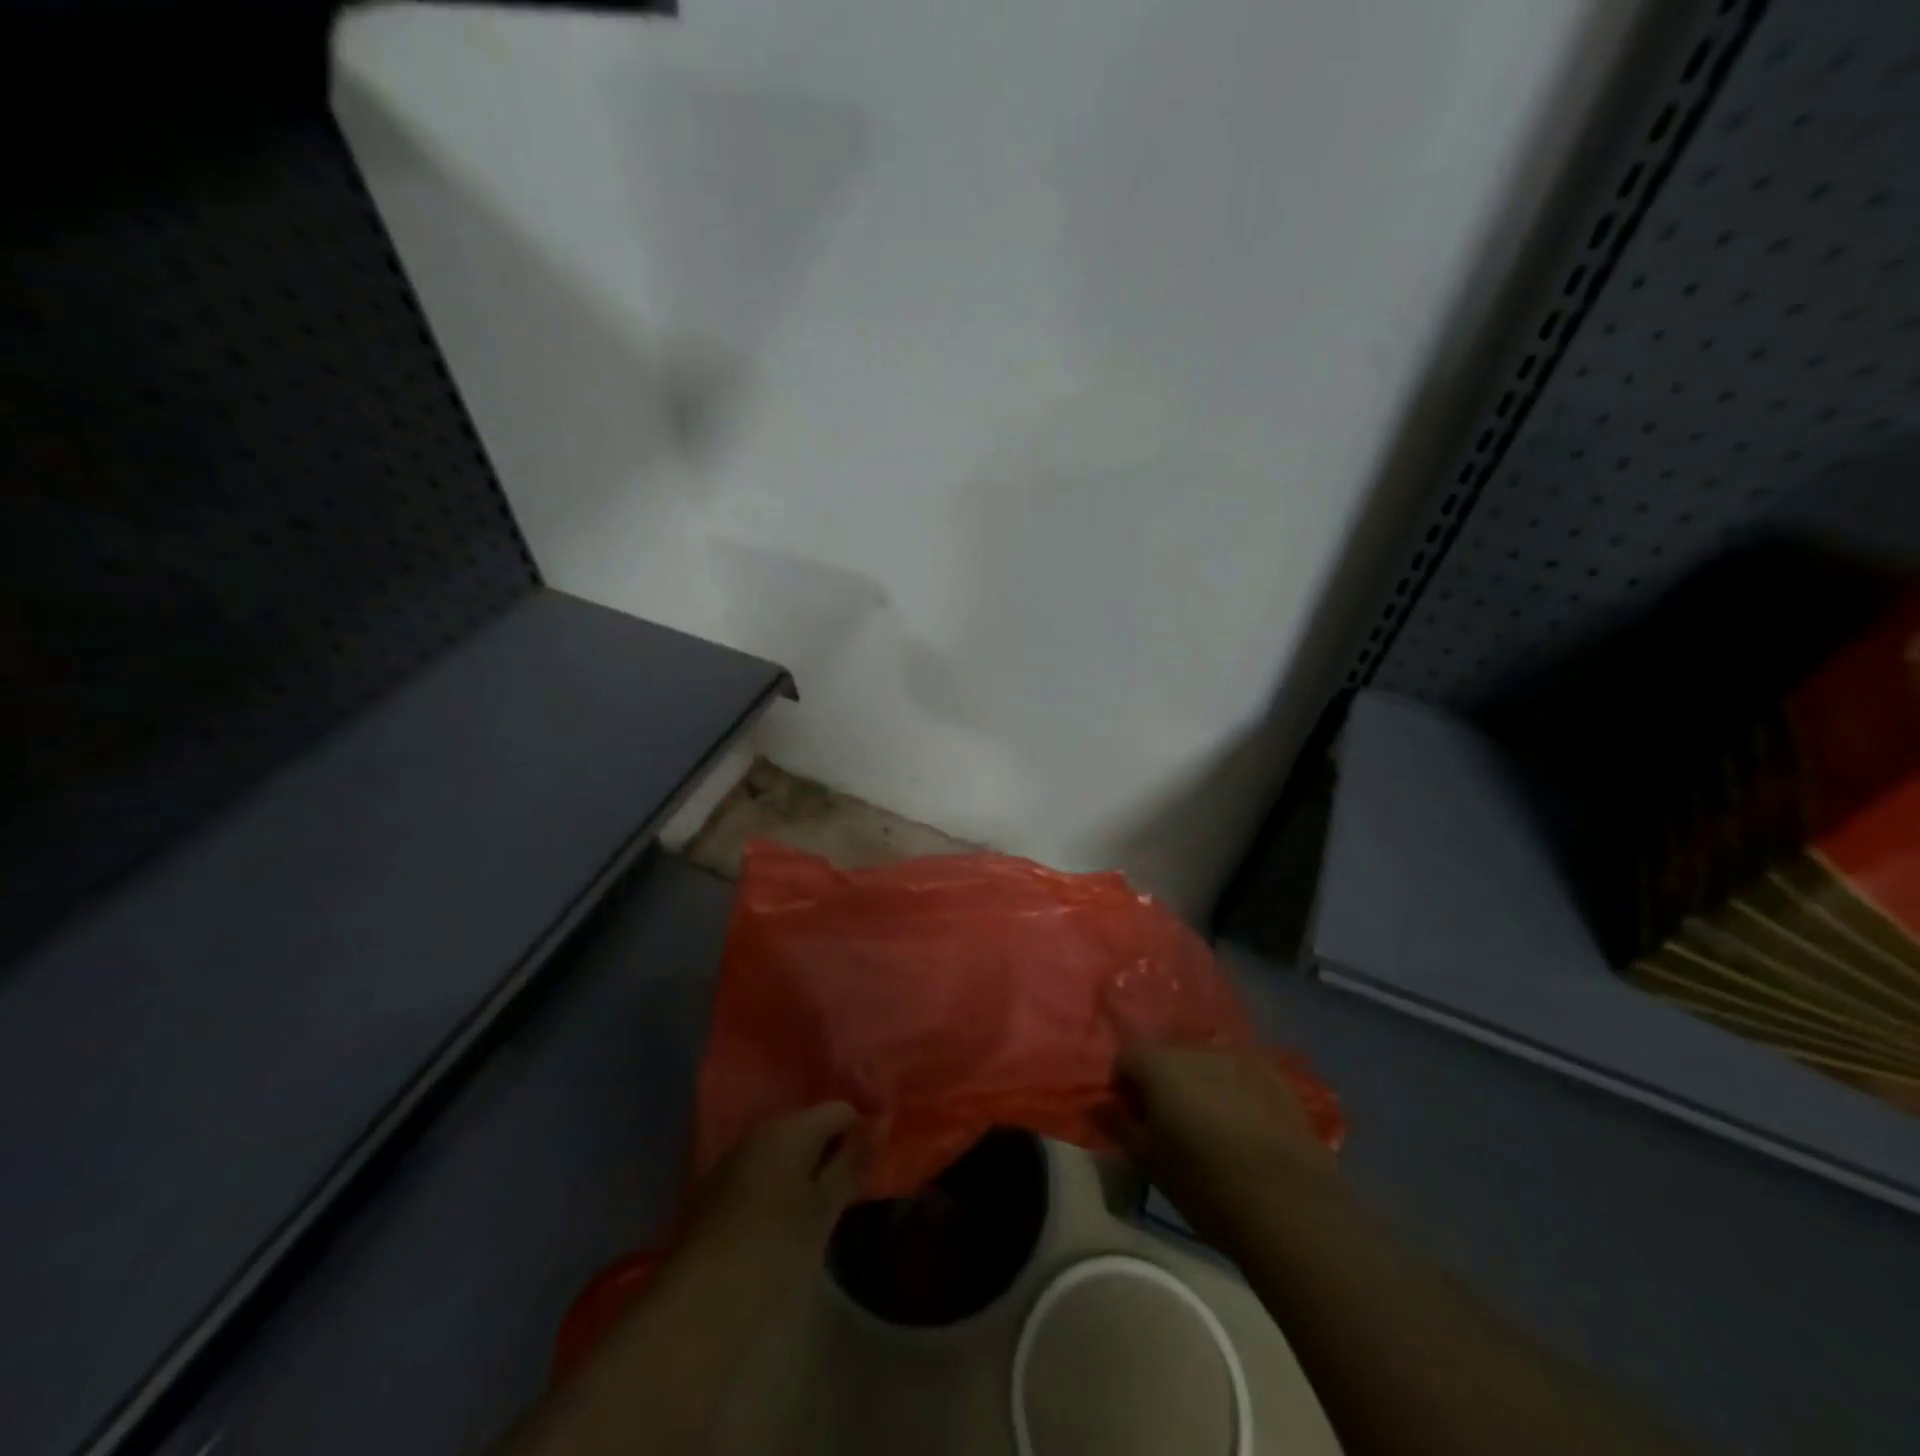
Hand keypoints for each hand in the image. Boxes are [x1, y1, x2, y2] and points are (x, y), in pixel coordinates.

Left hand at [678, 1103, 866, 1286]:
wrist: (700, 1301)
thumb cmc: (774, 1247)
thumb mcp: (824, 1208)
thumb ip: (852, 1163)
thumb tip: (879, 1125)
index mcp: (790, 1127)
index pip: (839, 1110)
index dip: (859, 1135)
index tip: (866, 1173)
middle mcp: (762, 1129)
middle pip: (811, 1126)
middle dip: (831, 1152)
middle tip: (844, 1196)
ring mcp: (736, 1156)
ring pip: (785, 1149)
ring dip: (805, 1170)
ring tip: (816, 1213)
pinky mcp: (718, 1185)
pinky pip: (763, 1169)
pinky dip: (780, 1184)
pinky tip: (782, 1221)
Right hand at [1112, 1044, 1341, 1246]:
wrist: (1290, 1206)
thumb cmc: (1206, 1184)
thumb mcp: (1150, 1162)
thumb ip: (1120, 1126)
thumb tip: (1101, 1105)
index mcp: (1160, 1064)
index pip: (1126, 1057)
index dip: (1123, 1086)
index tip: (1131, 1119)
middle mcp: (1197, 1050)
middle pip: (1167, 1057)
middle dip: (1162, 1084)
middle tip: (1168, 1126)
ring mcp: (1241, 1060)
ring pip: (1206, 1066)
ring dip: (1199, 1087)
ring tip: (1209, 1129)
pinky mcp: (1277, 1079)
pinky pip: (1242, 1078)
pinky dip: (1235, 1094)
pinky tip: (1245, 1131)